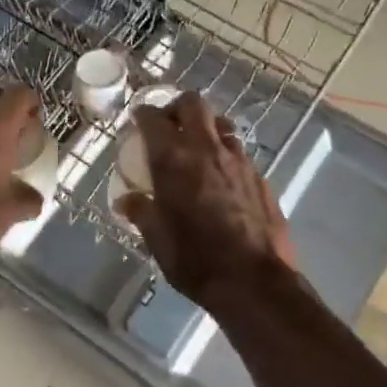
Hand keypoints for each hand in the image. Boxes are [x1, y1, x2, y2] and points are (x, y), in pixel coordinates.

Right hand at [114, 91, 298, 307]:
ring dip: (206, 128)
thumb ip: (141, 212)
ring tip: (197, 148)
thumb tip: (125, 200)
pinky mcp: (260, 176)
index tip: (137, 120)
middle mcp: (207, 149)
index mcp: (174, 160)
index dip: (143, 114)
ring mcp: (238, 160)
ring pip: (221, 124)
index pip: (153, 119)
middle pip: (193, 104)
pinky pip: (239, 151)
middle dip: (177, 107)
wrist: (254, 281)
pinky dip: (225, 153)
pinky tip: (221, 177)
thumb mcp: (157, 239)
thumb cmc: (196, 259)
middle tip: (169, 125)